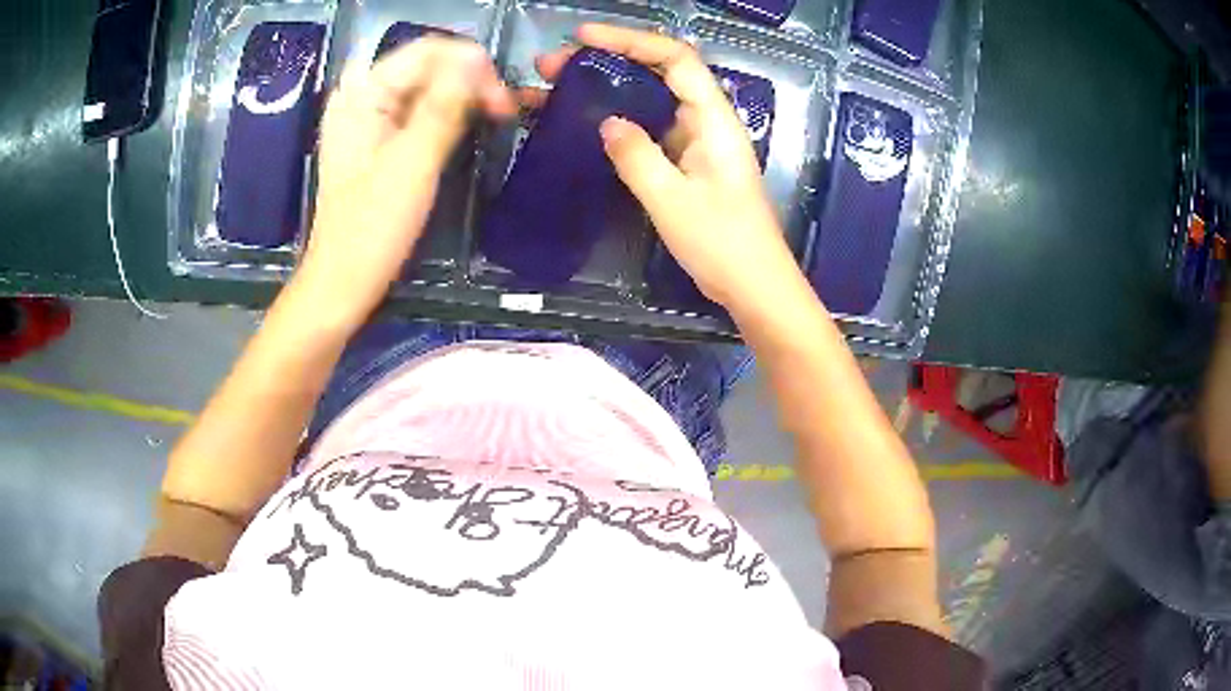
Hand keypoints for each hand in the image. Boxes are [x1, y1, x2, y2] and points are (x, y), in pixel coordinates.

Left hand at [299, 37, 515, 323]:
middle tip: (503, 111)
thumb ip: (444, 106)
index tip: (502, 100)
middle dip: (469, 79)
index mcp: (362, 95)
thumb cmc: (372, 229)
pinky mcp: (377, 140)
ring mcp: (369, 119)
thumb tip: (476, 60)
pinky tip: (467, 127)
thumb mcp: (413, 163)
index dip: (470, 65)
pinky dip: (447, 114)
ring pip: (426, 87)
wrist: (343, 282)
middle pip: (426, 65)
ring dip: (463, 96)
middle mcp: (362, 97)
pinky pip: (418, 110)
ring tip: (495, 117)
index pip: (427, 51)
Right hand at [533, 24, 802, 313]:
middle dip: (606, 62)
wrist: (754, 286)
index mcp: (713, 119)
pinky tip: (583, 125)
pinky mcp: (687, 164)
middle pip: (657, 73)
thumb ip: (637, 157)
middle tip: (552, 67)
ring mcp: (696, 143)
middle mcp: (706, 121)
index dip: (630, 40)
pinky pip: (648, 129)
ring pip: (648, 101)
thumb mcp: (673, 200)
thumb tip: (607, 123)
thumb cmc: (722, 243)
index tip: (583, 38)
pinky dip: (616, 121)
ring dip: (605, 90)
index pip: (675, 59)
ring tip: (554, 91)